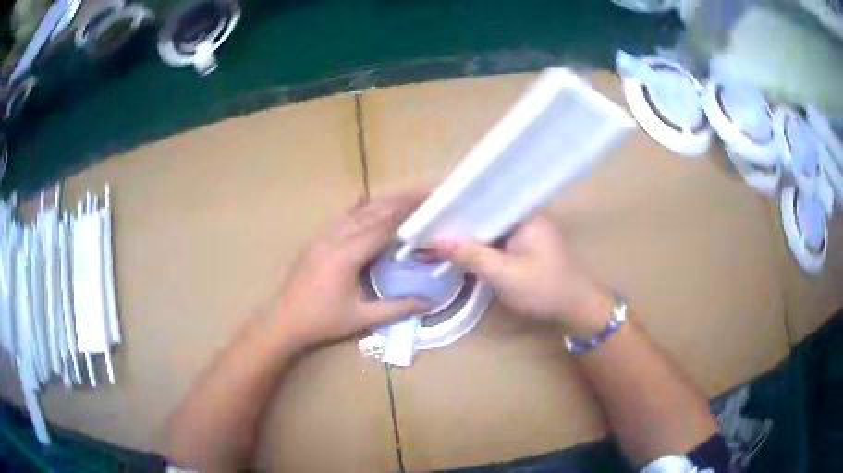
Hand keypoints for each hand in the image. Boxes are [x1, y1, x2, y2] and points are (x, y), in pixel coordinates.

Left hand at [274, 192, 428, 346]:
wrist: (282, 320)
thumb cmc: (321, 321)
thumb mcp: (361, 318)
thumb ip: (396, 309)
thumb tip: (428, 302)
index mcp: (347, 256)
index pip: (382, 227)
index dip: (405, 213)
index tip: (426, 202)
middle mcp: (335, 239)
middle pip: (371, 213)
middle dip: (398, 201)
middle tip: (421, 193)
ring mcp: (322, 238)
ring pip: (355, 213)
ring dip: (379, 202)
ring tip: (401, 195)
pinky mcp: (315, 241)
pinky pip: (338, 218)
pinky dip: (354, 208)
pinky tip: (361, 198)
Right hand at [432, 214, 613, 335]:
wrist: (576, 308)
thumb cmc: (545, 289)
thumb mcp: (505, 275)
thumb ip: (472, 256)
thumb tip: (435, 239)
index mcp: (525, 212)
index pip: (484, 197)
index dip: (456, 203)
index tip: (429, 209)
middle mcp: (526, 213)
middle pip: (485, 209)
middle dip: (459, 217)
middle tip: (427, 222)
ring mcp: (527, 227)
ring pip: (489, 224)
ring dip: (468, 231)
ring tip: (436, 231)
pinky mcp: (526, 242)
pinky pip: (496, 236)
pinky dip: (480, 242)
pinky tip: (460, 247)